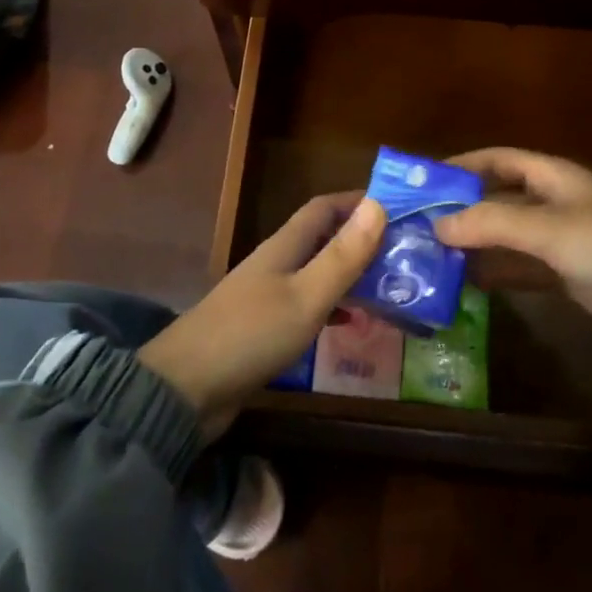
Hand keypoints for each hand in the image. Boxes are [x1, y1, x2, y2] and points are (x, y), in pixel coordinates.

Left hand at [139, 194, 384, 436]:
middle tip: (405, 252)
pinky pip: (308, 305)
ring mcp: (268, 295)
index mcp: (285, 246)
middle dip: (362, 239)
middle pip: (324, 238)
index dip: (358, 201)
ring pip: (318, 272)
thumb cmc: (251, 334)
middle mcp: (277, 263)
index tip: (399, 207)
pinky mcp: (264, 328)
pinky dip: (334, 307)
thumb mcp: (306, 296)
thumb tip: (378, 205)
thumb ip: (342, 256)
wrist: (186, 389)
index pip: (324, 207)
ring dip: (351, 274)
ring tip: (391, 286)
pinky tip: (352, 324)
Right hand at [434, 149, 591, 370]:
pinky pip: (521, 266)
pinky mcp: (567, 273)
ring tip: (432, 255)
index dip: (462, 165)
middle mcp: (553, 201)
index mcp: (552, 175)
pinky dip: (496, 270)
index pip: (497, 159)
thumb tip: (436, 224)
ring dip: (475, 242)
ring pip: (506, 234)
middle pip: (498, 197)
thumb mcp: (546, 228)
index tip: (424, 180)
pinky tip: (466, 282)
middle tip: (419, 223)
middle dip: (462, 208)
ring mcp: (560, 239)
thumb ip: (488, 224)